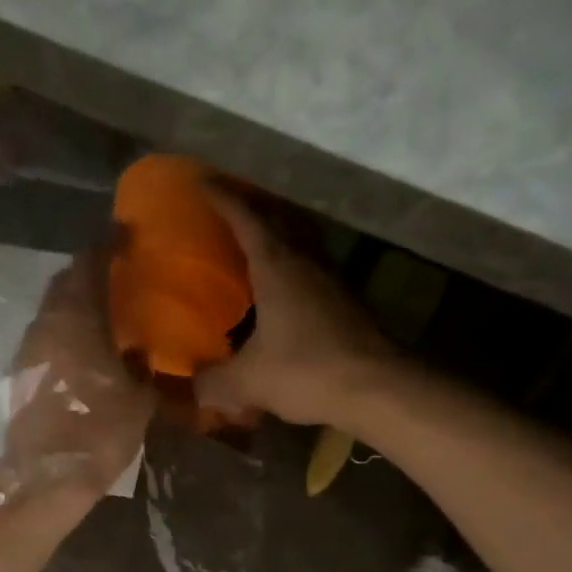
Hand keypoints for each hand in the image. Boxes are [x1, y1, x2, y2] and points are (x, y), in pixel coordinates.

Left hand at [0, 247, 153, 503]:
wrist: (45, 479)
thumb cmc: (97, 434)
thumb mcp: (138, 400)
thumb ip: (143, 368)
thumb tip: (140, 351)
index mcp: (77, 320)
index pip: (89, 266)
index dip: (107, 246)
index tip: (125, 234)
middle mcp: (47, 325)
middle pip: (65, 282)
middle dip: (88, 269)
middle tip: (115, 267)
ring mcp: (29, 349)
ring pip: (52, 307)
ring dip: (75, 298)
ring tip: (103, 302)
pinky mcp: (23, 373)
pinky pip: (47, 332)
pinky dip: (66, 325)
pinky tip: (85, 339)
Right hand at [194, 186, 395, 427]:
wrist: (378, 390)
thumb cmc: (307, 372)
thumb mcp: (248, 382)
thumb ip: (214, 382)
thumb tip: (193, 386)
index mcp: (277, 268)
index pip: (246, 219)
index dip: (223, 198)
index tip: (202, 181)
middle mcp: (307, 263)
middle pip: (280, 221)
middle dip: (254, 208)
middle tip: (229, 208)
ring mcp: (332, 282)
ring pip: (302, 244)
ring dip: (279, 236)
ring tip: (254, 244)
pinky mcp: (348, 305)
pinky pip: (313, 272)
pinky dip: (294, 269)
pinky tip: (283, 292)